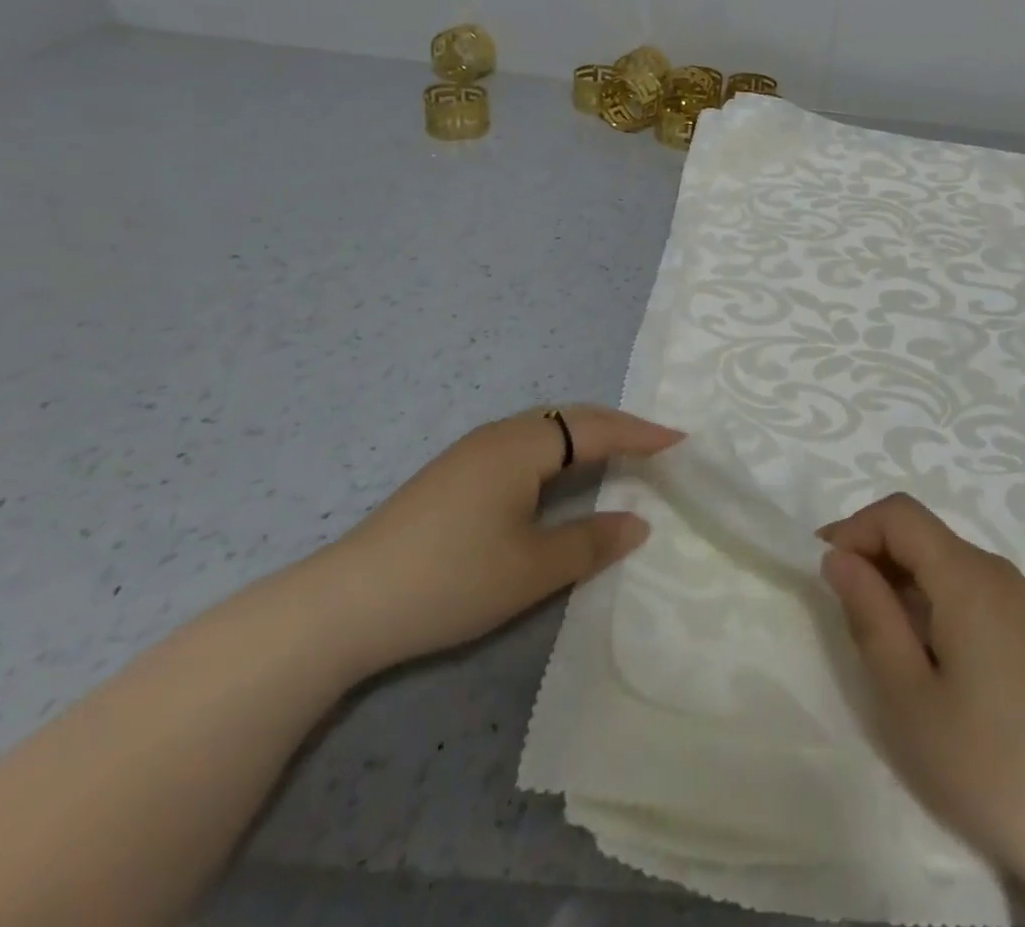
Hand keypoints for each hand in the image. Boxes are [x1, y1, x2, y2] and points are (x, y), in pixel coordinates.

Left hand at [316, 405, 682, 672]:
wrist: (343, 605)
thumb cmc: (450, 579)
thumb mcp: (531, 569)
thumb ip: (591, 541)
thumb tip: (639, 521)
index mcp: (522, 446)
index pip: (596, 429)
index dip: (641, 435)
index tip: (681, 440)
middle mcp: (499, 436)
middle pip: (571, 417)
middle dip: (618, 427)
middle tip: (656, 445)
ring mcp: (471, 453)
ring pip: (545, 430)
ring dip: (587, 438)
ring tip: (618, 456)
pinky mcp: (453, 475)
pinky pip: (524, 445)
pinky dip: (559, 452)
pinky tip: (559, 478)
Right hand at [820, 494, 1024, 917]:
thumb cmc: (983, 761)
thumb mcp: (906, 694)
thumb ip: (868, 613)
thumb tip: (837, 557)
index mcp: (968, 577)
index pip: (899, 514)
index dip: (855, 529)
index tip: (825, 572)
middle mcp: (997, 570)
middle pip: (922, 533)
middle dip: (875, 555)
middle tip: (845, 611)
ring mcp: (1020, 596)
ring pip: (944, 559)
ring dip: (902, 579)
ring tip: (884, 639)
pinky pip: (970, 585)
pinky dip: (933, 597)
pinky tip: (928, 651)